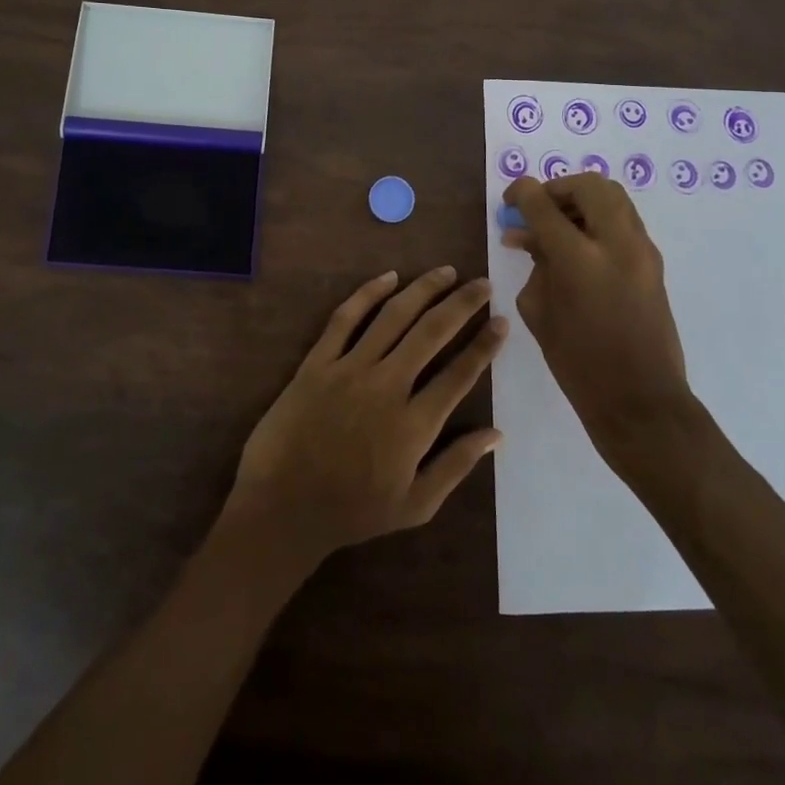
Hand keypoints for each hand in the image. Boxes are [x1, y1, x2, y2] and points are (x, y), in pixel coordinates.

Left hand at [216, 267, 506, 573]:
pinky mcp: (317, 362)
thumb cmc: (352, 511)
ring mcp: (350, 369)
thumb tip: (498, 433)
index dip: (484, 345)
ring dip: (423, 290)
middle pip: (432, 332)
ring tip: (445, 272)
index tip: (502, 321)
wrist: (282, 507)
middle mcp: (387, 386)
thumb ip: (457, 465)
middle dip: (462, 304)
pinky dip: (368, 293)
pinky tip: (389, 277)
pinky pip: (345, 318)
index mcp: (415, 424)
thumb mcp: (415, 505)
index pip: (460, 373)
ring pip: (393, 316)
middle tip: (482, 283)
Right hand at [502, 173, 689, 440]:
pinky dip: (599, 220)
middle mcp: (616, 243)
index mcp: (579, 258)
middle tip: (539, 208)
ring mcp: (642, 250)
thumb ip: (535, 264)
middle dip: (558, 188)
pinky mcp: (654, 262)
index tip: (510, 199)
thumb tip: (527, 236)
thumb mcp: (540, 311)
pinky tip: (578, 246)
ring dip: (582, 201)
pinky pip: (624, 221)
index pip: (544, 204)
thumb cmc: (578, 362)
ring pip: (613, 197)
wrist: (640, 400)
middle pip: (589, 185)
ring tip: (558, 225)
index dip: (522, 192)